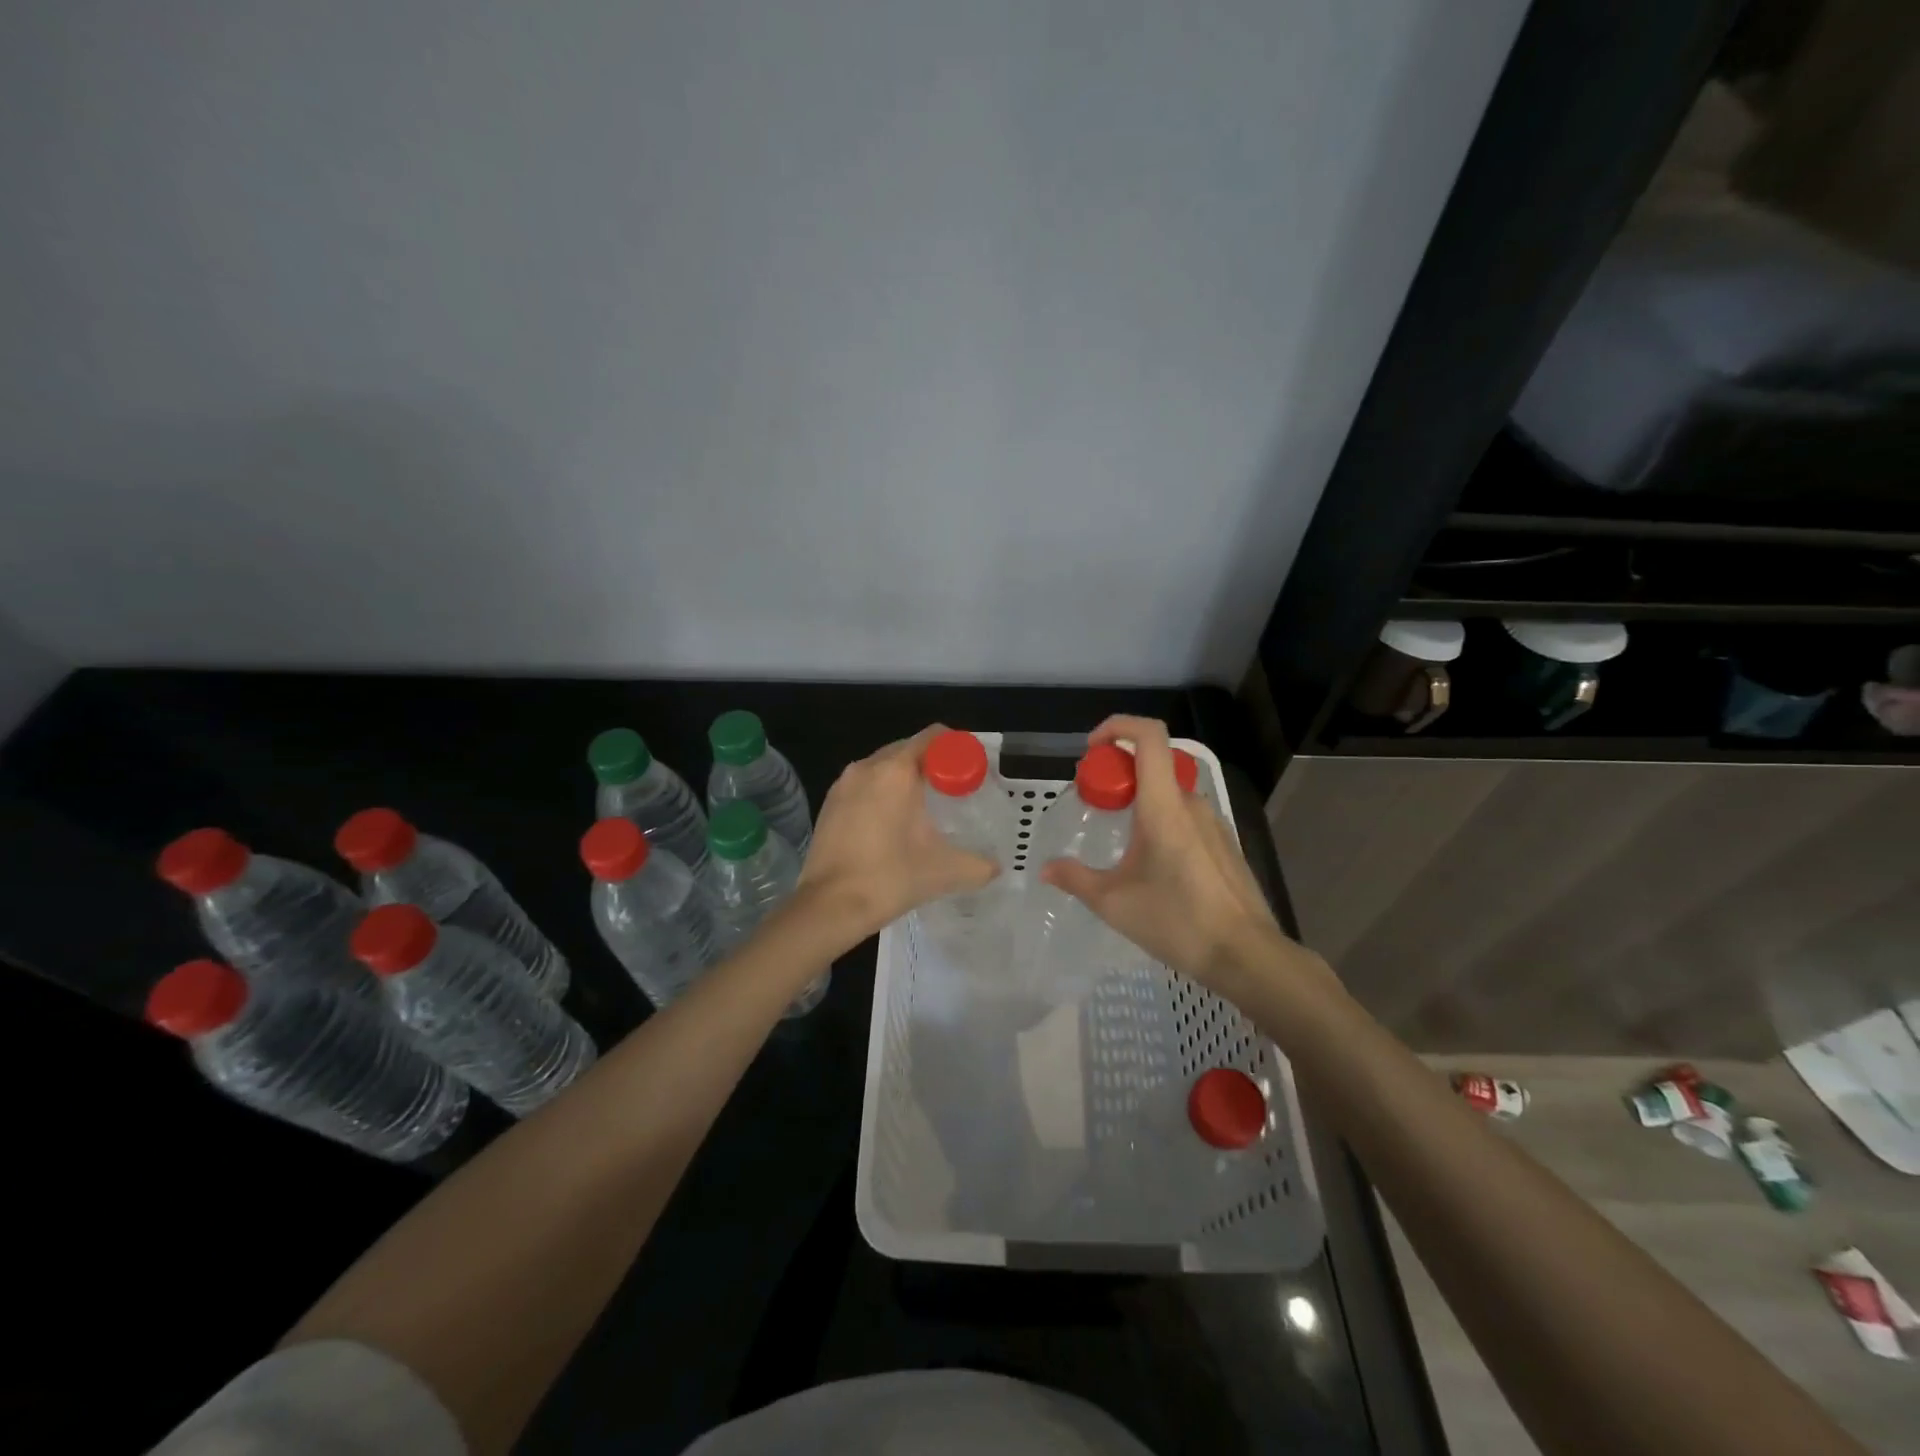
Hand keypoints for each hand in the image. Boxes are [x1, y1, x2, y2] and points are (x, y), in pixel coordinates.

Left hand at [796, 725, 997, 945]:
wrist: (828, 906)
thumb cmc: (889, 878)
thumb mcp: (945, 872)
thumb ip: (979, 865)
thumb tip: (996, 867)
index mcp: (896, 770)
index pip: (932, 737)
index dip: (956, 749)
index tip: (970, 772)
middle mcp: (867, 767)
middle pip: (907, 749)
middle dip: (932, 765)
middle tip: (953, 792)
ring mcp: (843, 784)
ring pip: (883, 767)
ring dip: (905, 779)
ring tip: (924, 809)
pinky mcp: (829, 804)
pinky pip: (864, 785)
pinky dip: (882, 794)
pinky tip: (893, 824)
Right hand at [1040, 716, 1288, 987]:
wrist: (1247, 956)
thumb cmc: (1177, 922)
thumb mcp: (1113, 902)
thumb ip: (1075, 879)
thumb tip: (1046, 869)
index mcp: (1164, 806)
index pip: (1149, 736)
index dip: (1118, 726)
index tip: (1092, 749)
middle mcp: (1192, 804)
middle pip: (1155, 764)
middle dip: (1120, 772)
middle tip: (1096, 802)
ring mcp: (1214, 823)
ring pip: (1170, 793)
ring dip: (1141, 800)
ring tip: (1120, 840)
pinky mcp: (1225, 845)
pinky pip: (1187, 816)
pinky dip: (1162, 820)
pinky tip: (1153, 864)